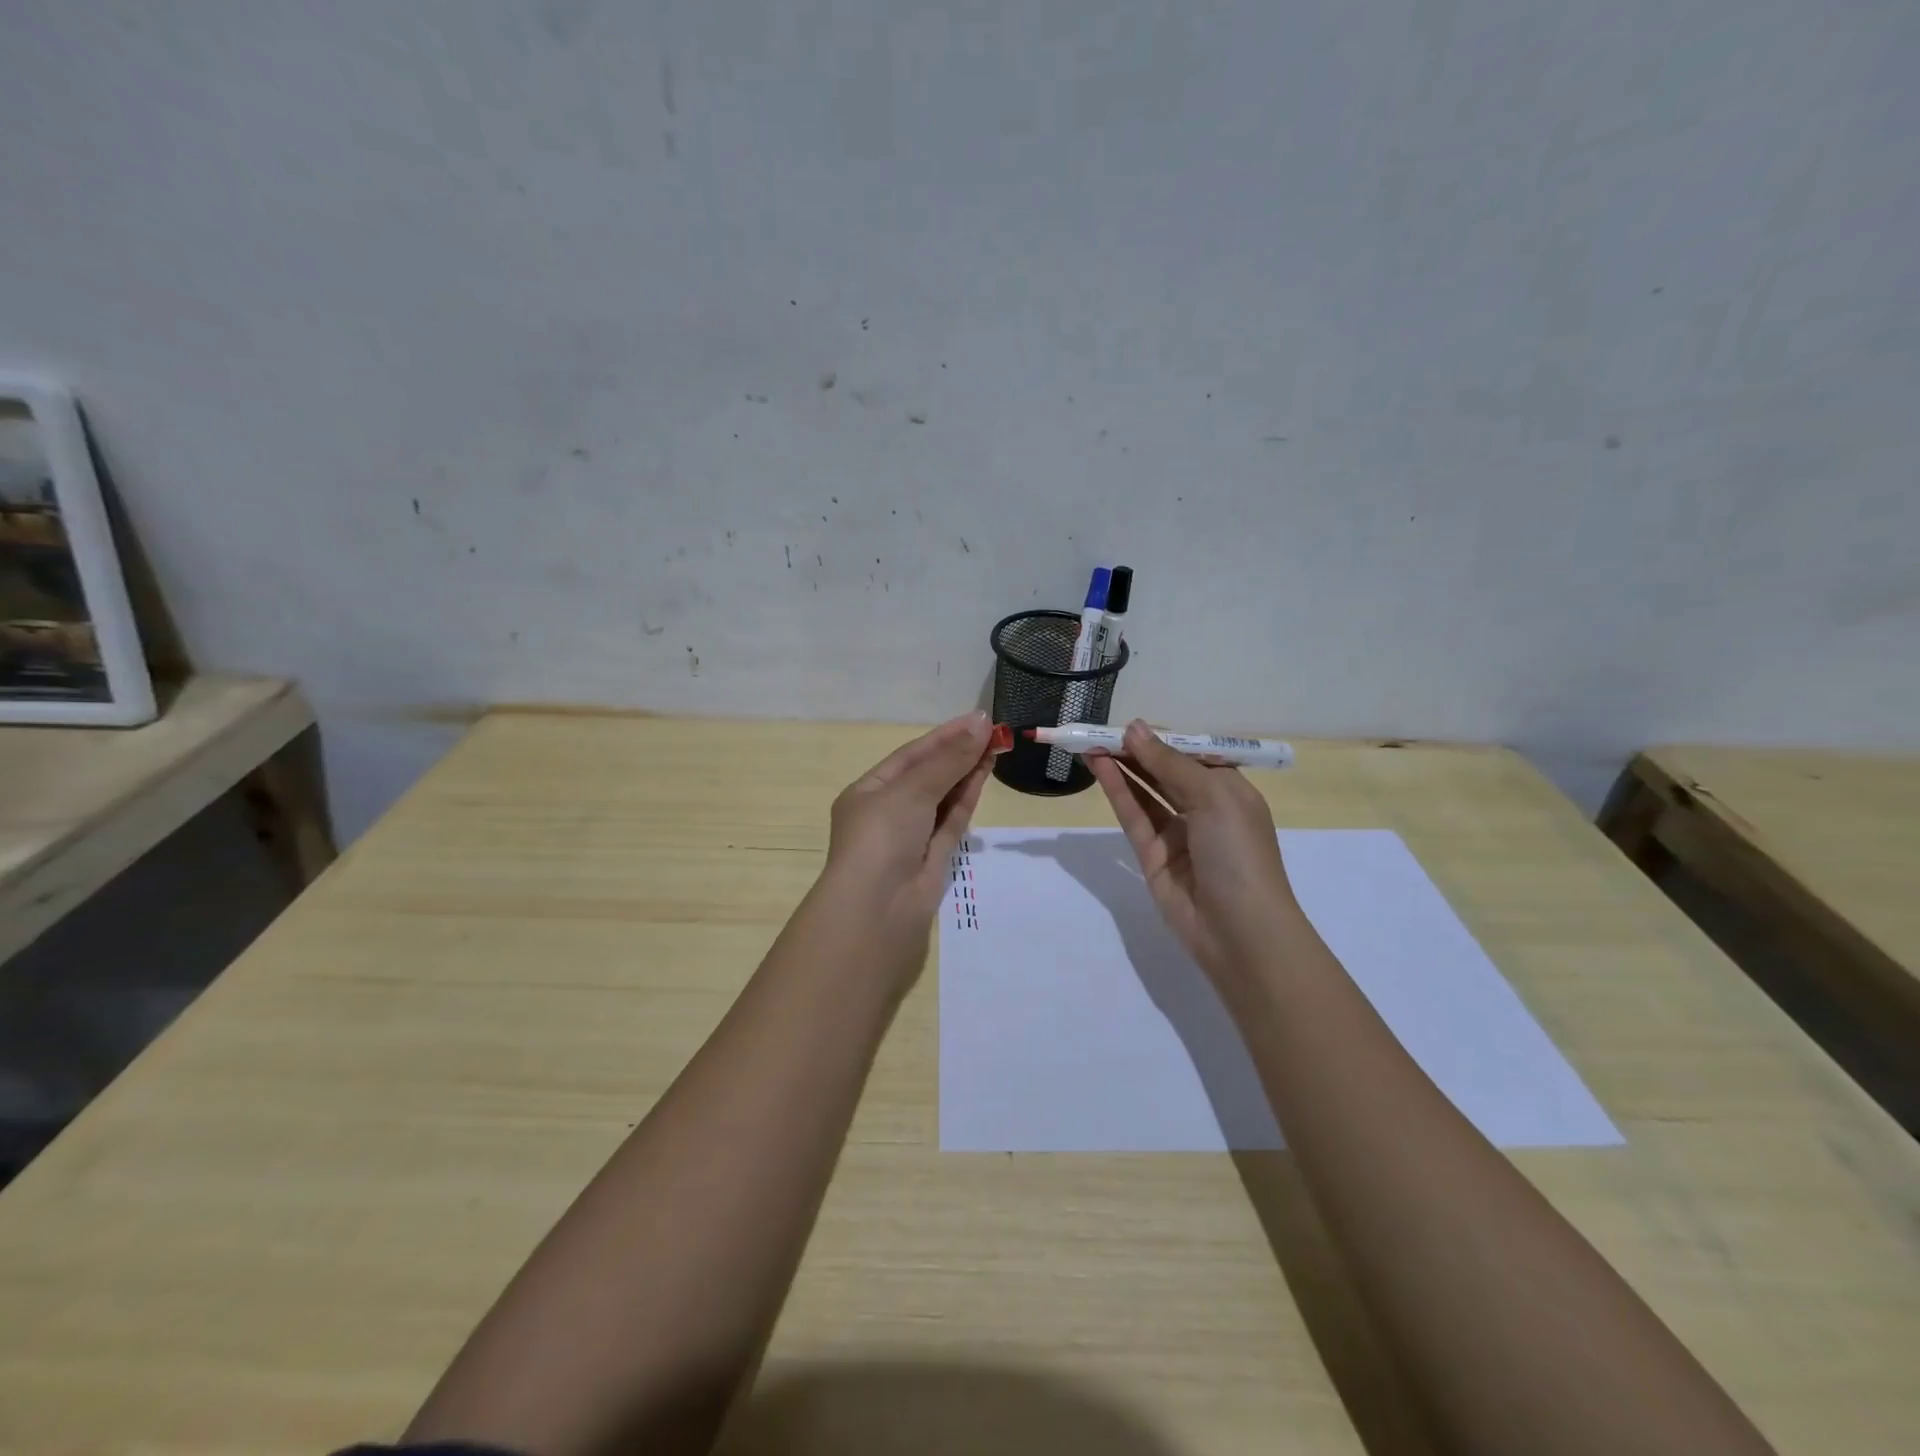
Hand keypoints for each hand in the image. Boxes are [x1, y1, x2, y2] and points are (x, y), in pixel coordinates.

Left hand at [816, 711, 998, 957]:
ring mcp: (912, 837)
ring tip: (996, 746)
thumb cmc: (881, 839)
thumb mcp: (911, 791)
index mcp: (868, 792)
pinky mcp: (934, 858)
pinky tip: (984, 774)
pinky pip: (952, 821)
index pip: (910, 757)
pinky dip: (967, 798)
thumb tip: (980, 725)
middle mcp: (888, 812)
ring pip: (943, 797)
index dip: (943, 736)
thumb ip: (948, 760)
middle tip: (994, 731)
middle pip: (928, 775)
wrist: (878, 911)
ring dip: (967, 772)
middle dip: (958, 753)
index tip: (976, 719)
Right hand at [1089, 720, 1297, 983]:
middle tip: (1099, 731)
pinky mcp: (1152, 856)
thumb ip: (1169, 763)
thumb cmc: (1239, 852)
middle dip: (1135, 751)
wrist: (1240, 930)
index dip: (1162, 739)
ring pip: (1145, 792)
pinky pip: (1133, 816)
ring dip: (1121, 767)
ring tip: (1090, 743)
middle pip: (1164, 772)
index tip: (1130, 725)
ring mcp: (1176, 834)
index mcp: (1229, 790)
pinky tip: (1100, 768)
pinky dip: (1117, 791)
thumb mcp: (1213, 796)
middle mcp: (1203, 809)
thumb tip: (1135, 728)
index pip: (1190, 755)